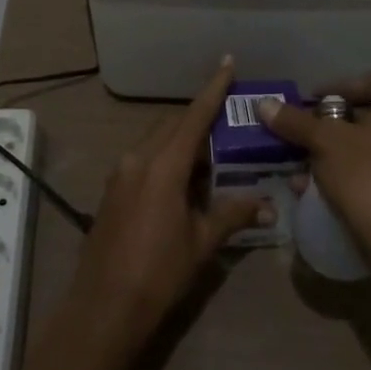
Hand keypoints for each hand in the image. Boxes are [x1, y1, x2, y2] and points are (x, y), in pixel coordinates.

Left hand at [66, 58, 270, 349]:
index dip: (213, 89)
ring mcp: (120, 173)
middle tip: (228, 123)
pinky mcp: (112, 190)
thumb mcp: (201, 243)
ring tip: (211, 158)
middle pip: (173, 125)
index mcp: (163, 165)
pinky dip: (165, 159)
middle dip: (199, 119)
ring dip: (182, 142)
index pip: (193, 116)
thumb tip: (267, 204)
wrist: (104, 307)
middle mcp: (138, 158)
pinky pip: (143, 159)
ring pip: (156, 141)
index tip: (227, 62)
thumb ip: (232, 214)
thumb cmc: (159, 273)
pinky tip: (183, 183)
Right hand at [258, 72, 370, 260]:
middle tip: (308, 133)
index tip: (311, 101)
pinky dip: (357, 175)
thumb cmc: (367, 178)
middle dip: (335, 124)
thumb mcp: (324, 143)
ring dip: (342, 152)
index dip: (338, 86)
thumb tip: (264, 104)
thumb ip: (295, 121)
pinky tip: (328, 191)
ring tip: (310, 166)